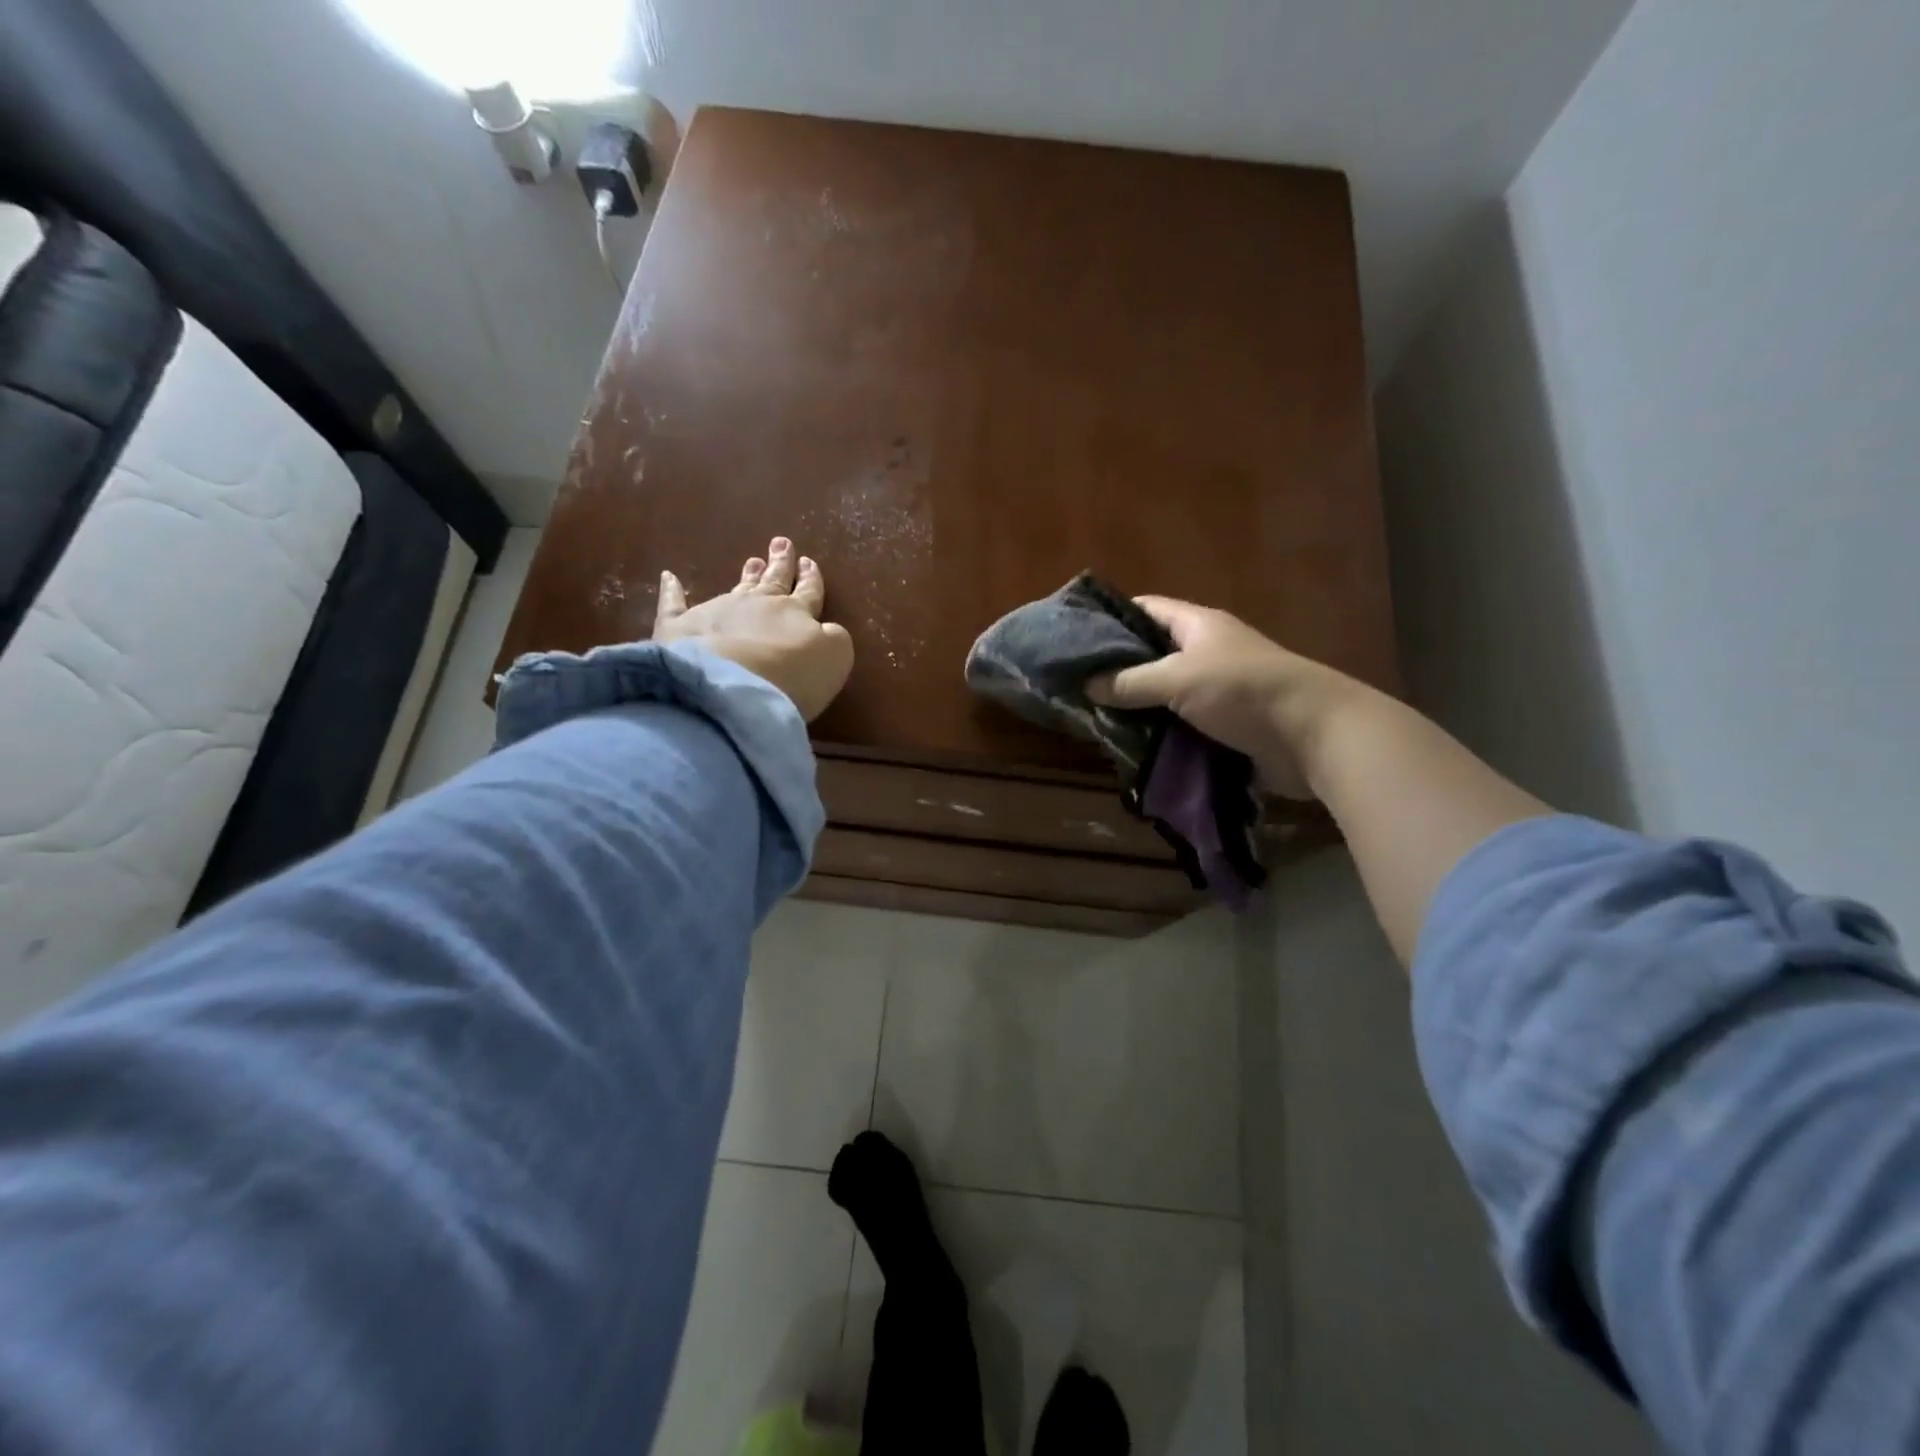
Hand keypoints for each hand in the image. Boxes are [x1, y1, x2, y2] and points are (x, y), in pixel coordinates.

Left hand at [653, 536, 854, 721]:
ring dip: (746, 575)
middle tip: (781, 544)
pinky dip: (672, 591)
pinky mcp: (679, 626)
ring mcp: (716, 611)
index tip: (809, 562)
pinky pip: (673, 604)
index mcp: (796, 612)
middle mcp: (757, 604)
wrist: (732, 684)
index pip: (807, 592)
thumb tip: (826, 628)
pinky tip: (669, 577)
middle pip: (772, 581)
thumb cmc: (793, 675)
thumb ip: (833, 639)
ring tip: (752, 561)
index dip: (810, 579)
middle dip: (779, 564)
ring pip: (736, 587)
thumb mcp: (834, 657)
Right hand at [1090, 596, 1339, 797]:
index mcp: (1198, 625)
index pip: (1146, 608)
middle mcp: (1206, 651)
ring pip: (1164, 692)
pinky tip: (1129, 742)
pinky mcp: (1225, 723)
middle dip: (1118, 669)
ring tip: (1094, 717)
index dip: (1110, 618)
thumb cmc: (1243, 690)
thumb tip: (1086, 685)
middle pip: (1152, 653)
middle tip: (1076, 685)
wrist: (1313, 735)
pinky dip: (1158, 731)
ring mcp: (1217, 688)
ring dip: (1136, 706)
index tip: (1075, 638)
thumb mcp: (1178, 679)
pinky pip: (1181, 722)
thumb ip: (1130, 682)